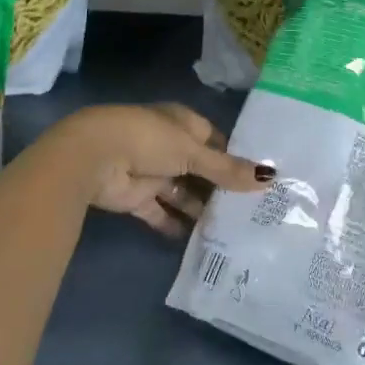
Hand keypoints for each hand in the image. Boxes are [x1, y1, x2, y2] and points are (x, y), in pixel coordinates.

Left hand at [46, 104, 272, 237]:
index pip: (215, 141)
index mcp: (183, 123)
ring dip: (199, 208)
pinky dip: (174, 225)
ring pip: (182, 192)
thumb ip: (227, 169)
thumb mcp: (193, 152)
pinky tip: (195, 241)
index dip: (234, 159)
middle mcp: (168, 145)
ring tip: (229, 231)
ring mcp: (152, 172)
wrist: (94, 157)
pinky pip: (160, 213)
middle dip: (219, 188)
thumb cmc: (149, 140)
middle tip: (250, 212)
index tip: (258, 181)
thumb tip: (269, 178)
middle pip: (200, 169)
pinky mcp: (136, 198)